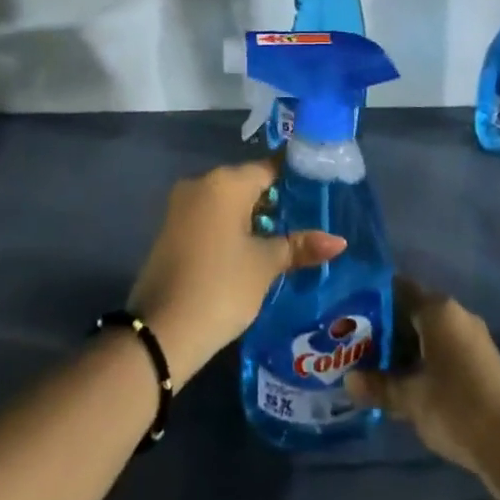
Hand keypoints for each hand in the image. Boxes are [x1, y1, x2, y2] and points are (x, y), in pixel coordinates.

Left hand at [128, 160, 344, 386]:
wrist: (161, 331)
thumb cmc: (220, 287)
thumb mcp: (265, 266)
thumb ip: (299, 246)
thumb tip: (339, 240)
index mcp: (225, 182)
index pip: (269, 168)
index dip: (295, 178)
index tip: (320, 190)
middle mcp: (201, 183)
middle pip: (247, 183)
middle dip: (275, 201)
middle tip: (309, 220)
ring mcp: (182, 206)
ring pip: (228, 202)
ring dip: (253, 218)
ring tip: (286, 239)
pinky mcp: (172, 230)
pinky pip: (211, 217)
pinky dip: (232, 228)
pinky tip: (253, 251)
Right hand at [345, 277, 499, 479]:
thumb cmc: (456, 408)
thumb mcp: (410, 399)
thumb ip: (378, 386)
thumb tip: (348, 382)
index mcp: (438, 309)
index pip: (398, 289)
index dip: (374, 300)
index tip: (352, 316)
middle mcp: (457, 314)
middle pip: (414, 312)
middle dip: (388, 329)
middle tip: (360, 347)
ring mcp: (474, 338)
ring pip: (431, 333)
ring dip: (408, 349)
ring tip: (380, 369)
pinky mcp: (484, 362)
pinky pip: (447, 349)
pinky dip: (427, 361)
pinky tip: (412, 385)